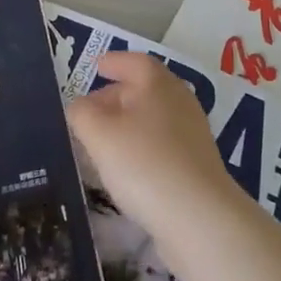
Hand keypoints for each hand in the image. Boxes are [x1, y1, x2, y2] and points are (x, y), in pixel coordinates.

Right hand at [67, 51, 239, 250]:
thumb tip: (80, 107)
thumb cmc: (144, 164)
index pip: (134, 61)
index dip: (113, 62)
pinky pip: (162, 144)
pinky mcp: (197, 165)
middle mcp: (179, 100)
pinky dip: (141, 147)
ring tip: (101, 145)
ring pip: (152, 118)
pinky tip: (126, 170)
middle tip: (88, 113)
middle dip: (114, 97)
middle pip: (143, 89)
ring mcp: (192, 133)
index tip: (95, 67)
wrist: (200, 219)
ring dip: (126, 125)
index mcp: (157, 82)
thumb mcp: (99, 134)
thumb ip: (82, 113)